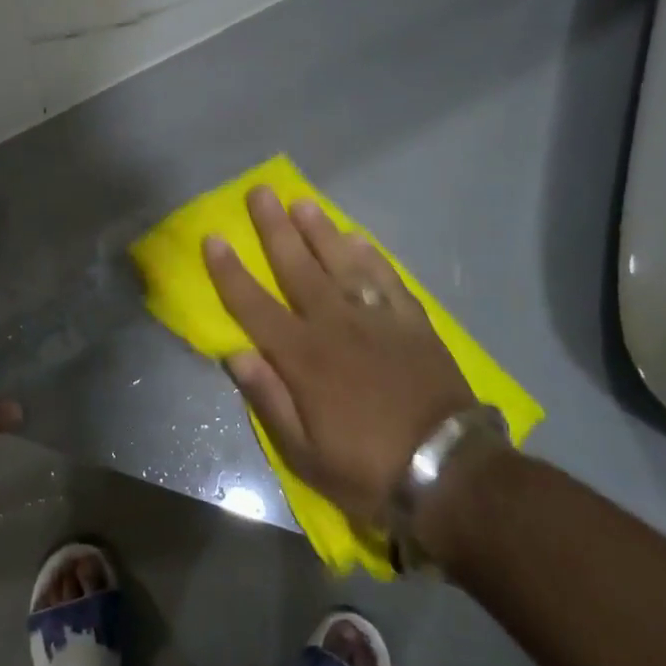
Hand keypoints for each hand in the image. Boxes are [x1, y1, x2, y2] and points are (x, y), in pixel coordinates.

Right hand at [203, 186, 474, 527]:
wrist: (450, 473)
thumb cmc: (366, 468)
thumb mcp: (303, 452)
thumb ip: (268, 398)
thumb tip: (235, 353)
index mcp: (302, 357)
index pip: (254, 305)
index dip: (230, 271)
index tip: (214, 237)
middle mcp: (335, 325)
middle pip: (297, 267)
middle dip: (275, 228)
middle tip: (260, 192)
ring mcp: (378, 320)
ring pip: (342, 264)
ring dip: (321, 231)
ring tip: (303, 203)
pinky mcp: (413, 324)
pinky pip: (387, 280)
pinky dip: (371, 257)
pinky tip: (358, 240)